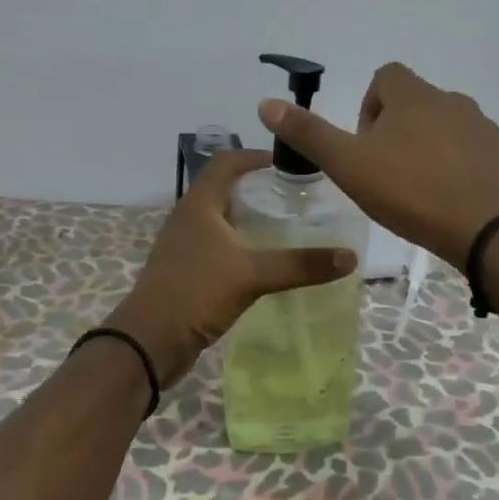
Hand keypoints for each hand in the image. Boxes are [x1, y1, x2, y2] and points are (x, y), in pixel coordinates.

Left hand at [105, 149, 356, 386]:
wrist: (149, 342)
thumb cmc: (196, 293)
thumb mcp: (252, 275)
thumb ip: (300, 265)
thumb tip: (349, 257)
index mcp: (199, 204)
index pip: (226, 162)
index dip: (255, 156)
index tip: (289, 164)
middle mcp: (190, 218)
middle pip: (225, 189)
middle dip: (259, 189)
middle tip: (296, 197)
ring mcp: (186, 246)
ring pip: (222, 220)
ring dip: (251, 219)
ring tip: (288, 227)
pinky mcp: (188, 271)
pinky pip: (219, 247)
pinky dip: (242, 245)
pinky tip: (265, 262)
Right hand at [259, 62, 498, 266]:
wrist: (491, 229)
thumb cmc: (412, 192)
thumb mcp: (349, 165)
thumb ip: (309, 134)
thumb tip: (266, 103)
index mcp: (413, 96)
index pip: (386, 76)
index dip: (369, 105)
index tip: (364, 144)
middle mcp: (451, 101)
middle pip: (415, 102)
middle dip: (396, 130)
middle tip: (385, 173)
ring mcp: (483, 128)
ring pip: (445, 127)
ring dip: (427, 148)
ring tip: (417, 190)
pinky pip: (472, 151)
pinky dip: (457, 167)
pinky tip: (450, 201)